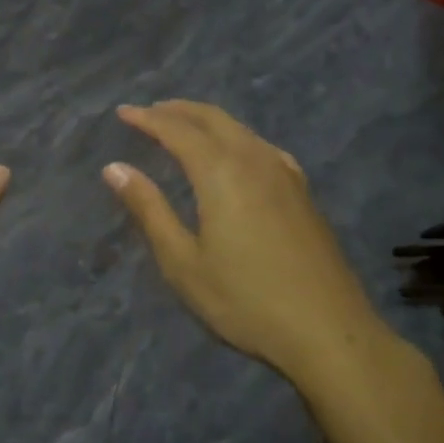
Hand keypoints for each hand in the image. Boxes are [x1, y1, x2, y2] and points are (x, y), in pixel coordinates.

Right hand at [105, 101, 383, 384]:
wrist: (329, 332)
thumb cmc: (245, 300)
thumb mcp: (183, 262)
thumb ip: (149, 209)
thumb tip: (114, 169)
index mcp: (221, 172)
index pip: (177, 130)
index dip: (147, 118)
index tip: (122, 112)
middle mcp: (255, 160)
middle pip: (212, 118)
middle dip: (177, 110)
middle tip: (148, 112)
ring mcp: (285, 174)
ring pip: (240, 129)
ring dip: (207, 121)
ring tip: (183, 127)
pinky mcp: (303, 192)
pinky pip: (261, 147)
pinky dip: (235, 138)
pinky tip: (235, 155)